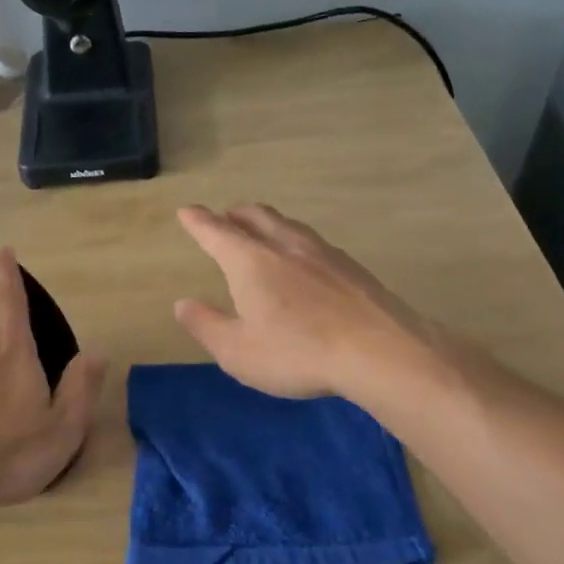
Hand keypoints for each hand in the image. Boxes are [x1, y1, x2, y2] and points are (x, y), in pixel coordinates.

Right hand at [173, 203, 423, 398]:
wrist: (380, 352)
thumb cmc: (296, 353)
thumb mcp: (237, 351)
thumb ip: (206, 325)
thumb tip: (183, 304)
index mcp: (251, 262)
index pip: (217, 233)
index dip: (199, 222)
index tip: (187, 211)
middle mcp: (286, 247)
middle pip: (257, 217)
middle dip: (236, 214)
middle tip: (225, 216)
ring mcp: (324, 254)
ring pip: (289, 226)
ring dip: (269, 223)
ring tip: (263, 230)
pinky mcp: (353, 269)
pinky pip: (315, 244)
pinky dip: (297, 242)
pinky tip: (305, 260)